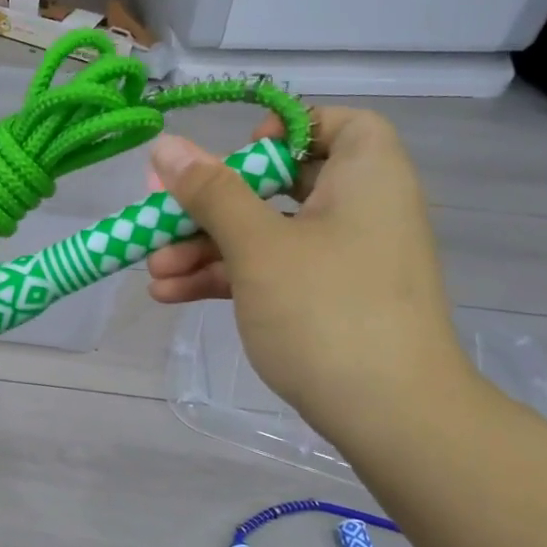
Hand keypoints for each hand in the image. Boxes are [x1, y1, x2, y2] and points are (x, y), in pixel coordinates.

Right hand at [146, 108, 470, 446]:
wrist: (394, 420)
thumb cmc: (327, 311)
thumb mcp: (258, 245)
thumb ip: (211, 192)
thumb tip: (167, 147)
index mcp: (366, 178)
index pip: (337, 125)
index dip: (285, 130)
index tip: (238, 154)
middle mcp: (360, 211)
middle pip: (279, 184)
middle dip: (211, 205)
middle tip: (162, 216)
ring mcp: (342, 261)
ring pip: (266, 234)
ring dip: (206, 248)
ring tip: (152, 270)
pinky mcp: (327, 302)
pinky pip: (271, 272)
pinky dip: (227, 278)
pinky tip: (171, 294)